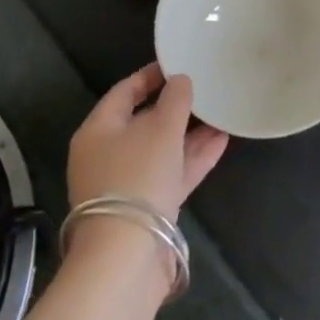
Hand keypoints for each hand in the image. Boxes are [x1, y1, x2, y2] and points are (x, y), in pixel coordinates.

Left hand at [67, 63, 227, 221]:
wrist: (126, 256)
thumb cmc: (138, 176)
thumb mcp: (161, 128)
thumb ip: (175, 99)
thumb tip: (180, 80)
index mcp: (98, 130)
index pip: (124, 91)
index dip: (151, 75)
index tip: (179, 63)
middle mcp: (107, 155)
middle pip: (143, 121)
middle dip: (176, 107)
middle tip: (205, 90)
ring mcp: (126, 183)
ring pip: (161, 149)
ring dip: (190, 133)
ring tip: (221, 114)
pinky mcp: (145, 208)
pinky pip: (170, 173)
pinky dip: (192, 158)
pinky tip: (221, 142)